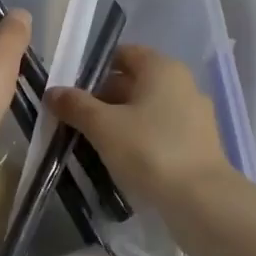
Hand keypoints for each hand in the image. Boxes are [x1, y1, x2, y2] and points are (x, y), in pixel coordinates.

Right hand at [46, 43, 233, 208]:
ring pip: (147, 110)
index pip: (124, 54)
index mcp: (162, 68)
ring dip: (120, 122)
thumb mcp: (103, 126)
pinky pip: (161, 132)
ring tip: (93, 144)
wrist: (201, 201)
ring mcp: (194, 115)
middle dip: (103, 99)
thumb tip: (53, 92)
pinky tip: (122, 161)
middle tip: (76, 121)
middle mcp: (183, 84)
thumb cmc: (149, 151)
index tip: (72, 92)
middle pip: (135, 82)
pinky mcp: (198, 145)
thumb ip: (76, 106)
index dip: (94, 69)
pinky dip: (140, 140)